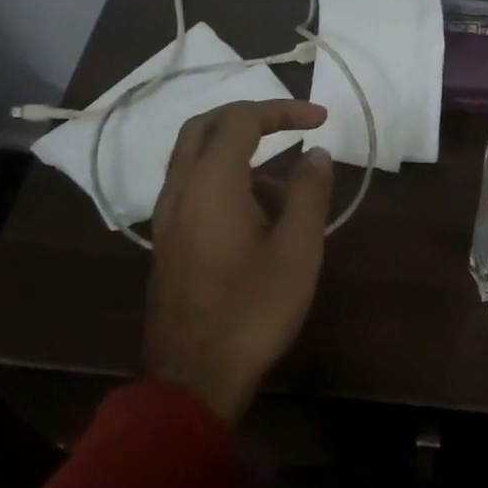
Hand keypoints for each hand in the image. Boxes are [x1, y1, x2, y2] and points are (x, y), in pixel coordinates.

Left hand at [143, 99, 334, 423]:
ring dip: (240, 155)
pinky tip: (260, 221)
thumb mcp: (297, 250)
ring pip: (196, 160)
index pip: (241, 120)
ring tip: (288, 193)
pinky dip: (225, 182)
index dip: (283, 110)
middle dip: (251, 118)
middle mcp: (179, 190)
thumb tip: (316, 154)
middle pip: (205, 127)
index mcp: (210, 183)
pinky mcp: (167, 242)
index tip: (321, 119)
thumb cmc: (253, 310)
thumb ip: (309, 193)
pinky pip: (193, 190)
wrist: (193, 377)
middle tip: (291, 125)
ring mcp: (166, 218)